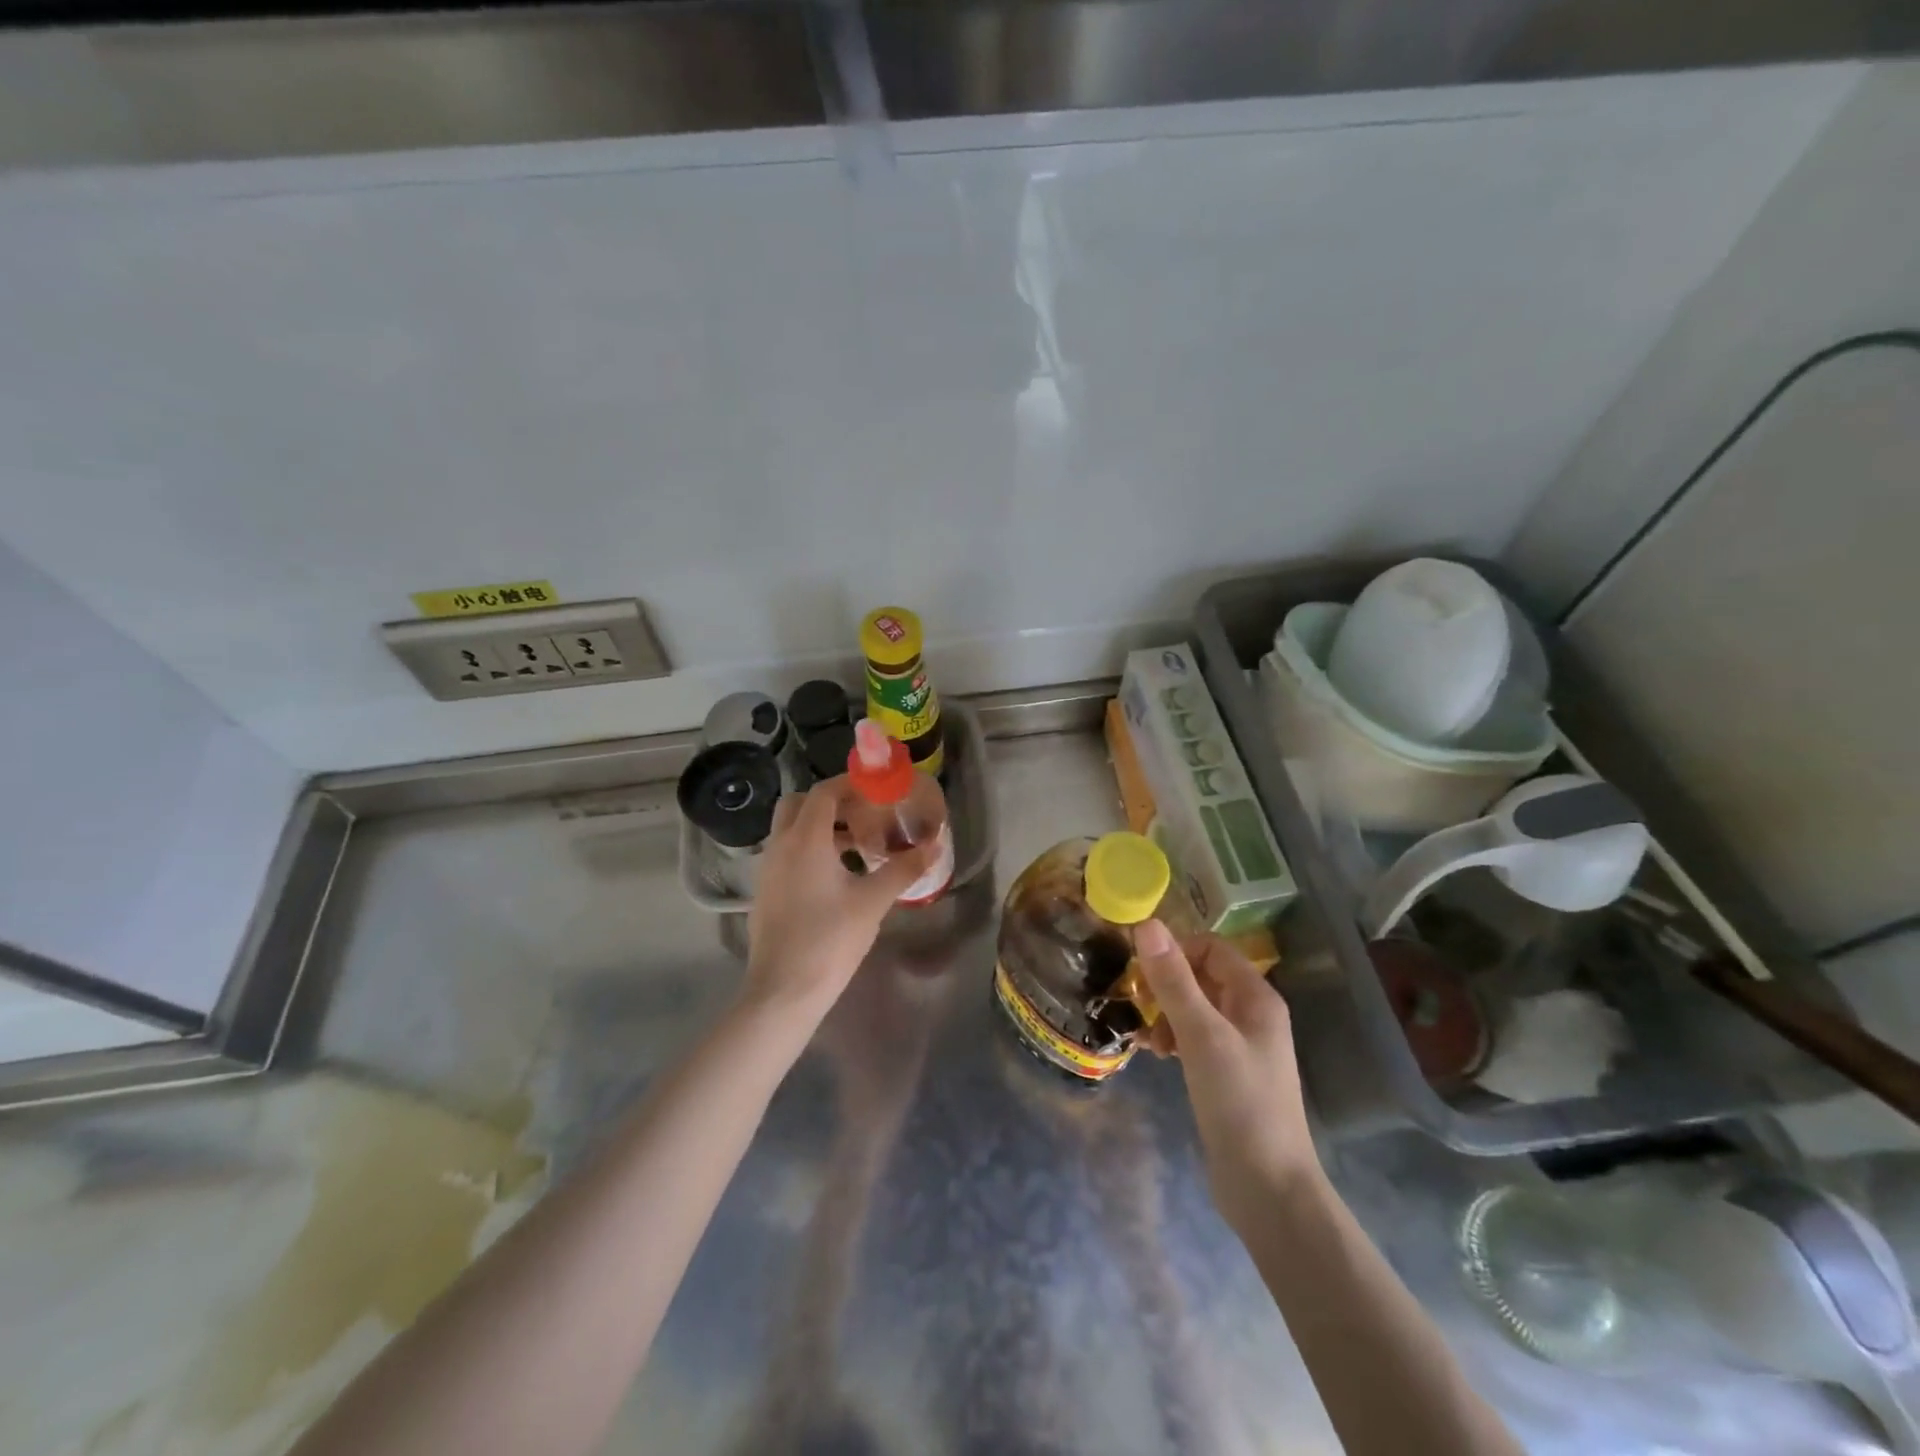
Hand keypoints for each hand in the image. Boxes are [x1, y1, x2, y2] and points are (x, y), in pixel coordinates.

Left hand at [743, 777, 937, 1019]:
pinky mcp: (765, 890)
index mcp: (805, 840)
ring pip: (790, 829)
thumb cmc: (830, 940)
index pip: (823, 793)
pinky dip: (808, 848)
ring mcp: (768, 869)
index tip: (876, 788)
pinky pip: (786, 852)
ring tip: (856, 844)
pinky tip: (835, 875)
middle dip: (829, 801)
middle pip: (799, 804)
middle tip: (862, 812)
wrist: (783, 991)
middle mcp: (780, 846)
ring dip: (820, 826)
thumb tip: (933, 846)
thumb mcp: (873, 902)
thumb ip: (903, 869)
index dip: (849, 784)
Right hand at [1134, 921, 1322, 1229]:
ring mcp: (1241, 1045)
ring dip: (1166, 1013)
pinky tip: (1156, 1055)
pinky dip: (1173, 1037)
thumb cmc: (1239, 1102)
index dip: (1175, 952)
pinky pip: (1194, 1036)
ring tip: (1148, 1040)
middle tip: (1139, 1006)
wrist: (1268, 1189)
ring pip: (1194, 1007)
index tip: (1143, 974)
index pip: (1211, 947)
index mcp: (1256, 997)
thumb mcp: (1201, 1035)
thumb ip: (1173, 980)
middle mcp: (1252, 1014)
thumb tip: (1147, 924)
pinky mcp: (1227, 1073)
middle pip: (1201, 975)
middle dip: (1166, 985)